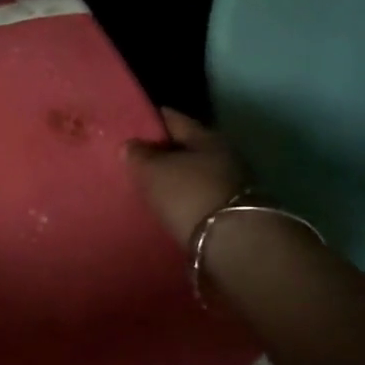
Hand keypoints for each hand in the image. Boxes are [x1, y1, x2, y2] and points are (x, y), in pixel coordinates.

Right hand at [124, 108, 244, 247]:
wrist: (234, 244)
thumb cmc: (189, 195)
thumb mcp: (153, 171)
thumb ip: (138, 155)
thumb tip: (132, 144)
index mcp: (206, 136)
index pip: (174, 119)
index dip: (151, 120)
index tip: (131, 126)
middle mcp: (224, 155)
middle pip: (187, 147)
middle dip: (164, 152)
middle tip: (136, 161)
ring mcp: (233, 185)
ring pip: (196, 174)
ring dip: (176, 179)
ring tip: (150, 188)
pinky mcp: (233, 212)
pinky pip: (200, 197)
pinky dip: (185, 200)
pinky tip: (169, 208)